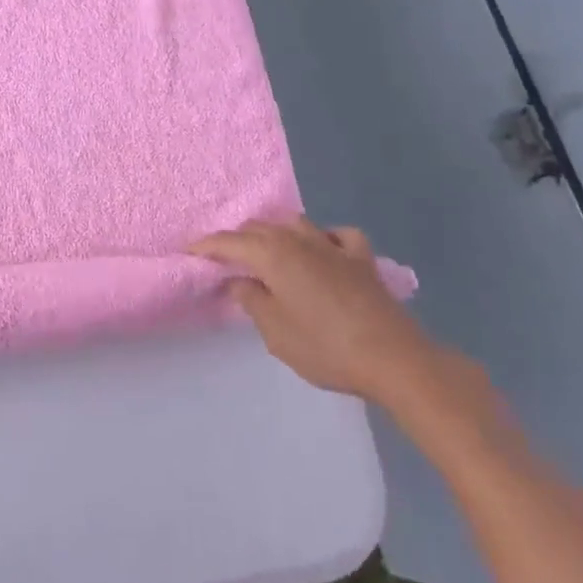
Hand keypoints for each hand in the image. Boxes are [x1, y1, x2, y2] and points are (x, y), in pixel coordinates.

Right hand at [192, 218, 438, 407]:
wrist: (393, 358)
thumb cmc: (325, 347)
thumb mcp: (275, 332)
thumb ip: (252, 300)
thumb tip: (239, 281)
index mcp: (272, 254)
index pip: (228, 242)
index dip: (205, 247)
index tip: (188, 253)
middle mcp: (299, 239)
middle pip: (259, 228)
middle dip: (237, 239)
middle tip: (224, 259)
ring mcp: (333, 245)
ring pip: (294, 224)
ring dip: (275, 233)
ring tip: (267, 251)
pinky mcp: (361, 258)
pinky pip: (336, 235)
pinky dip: (324, 238)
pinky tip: (323, 250)